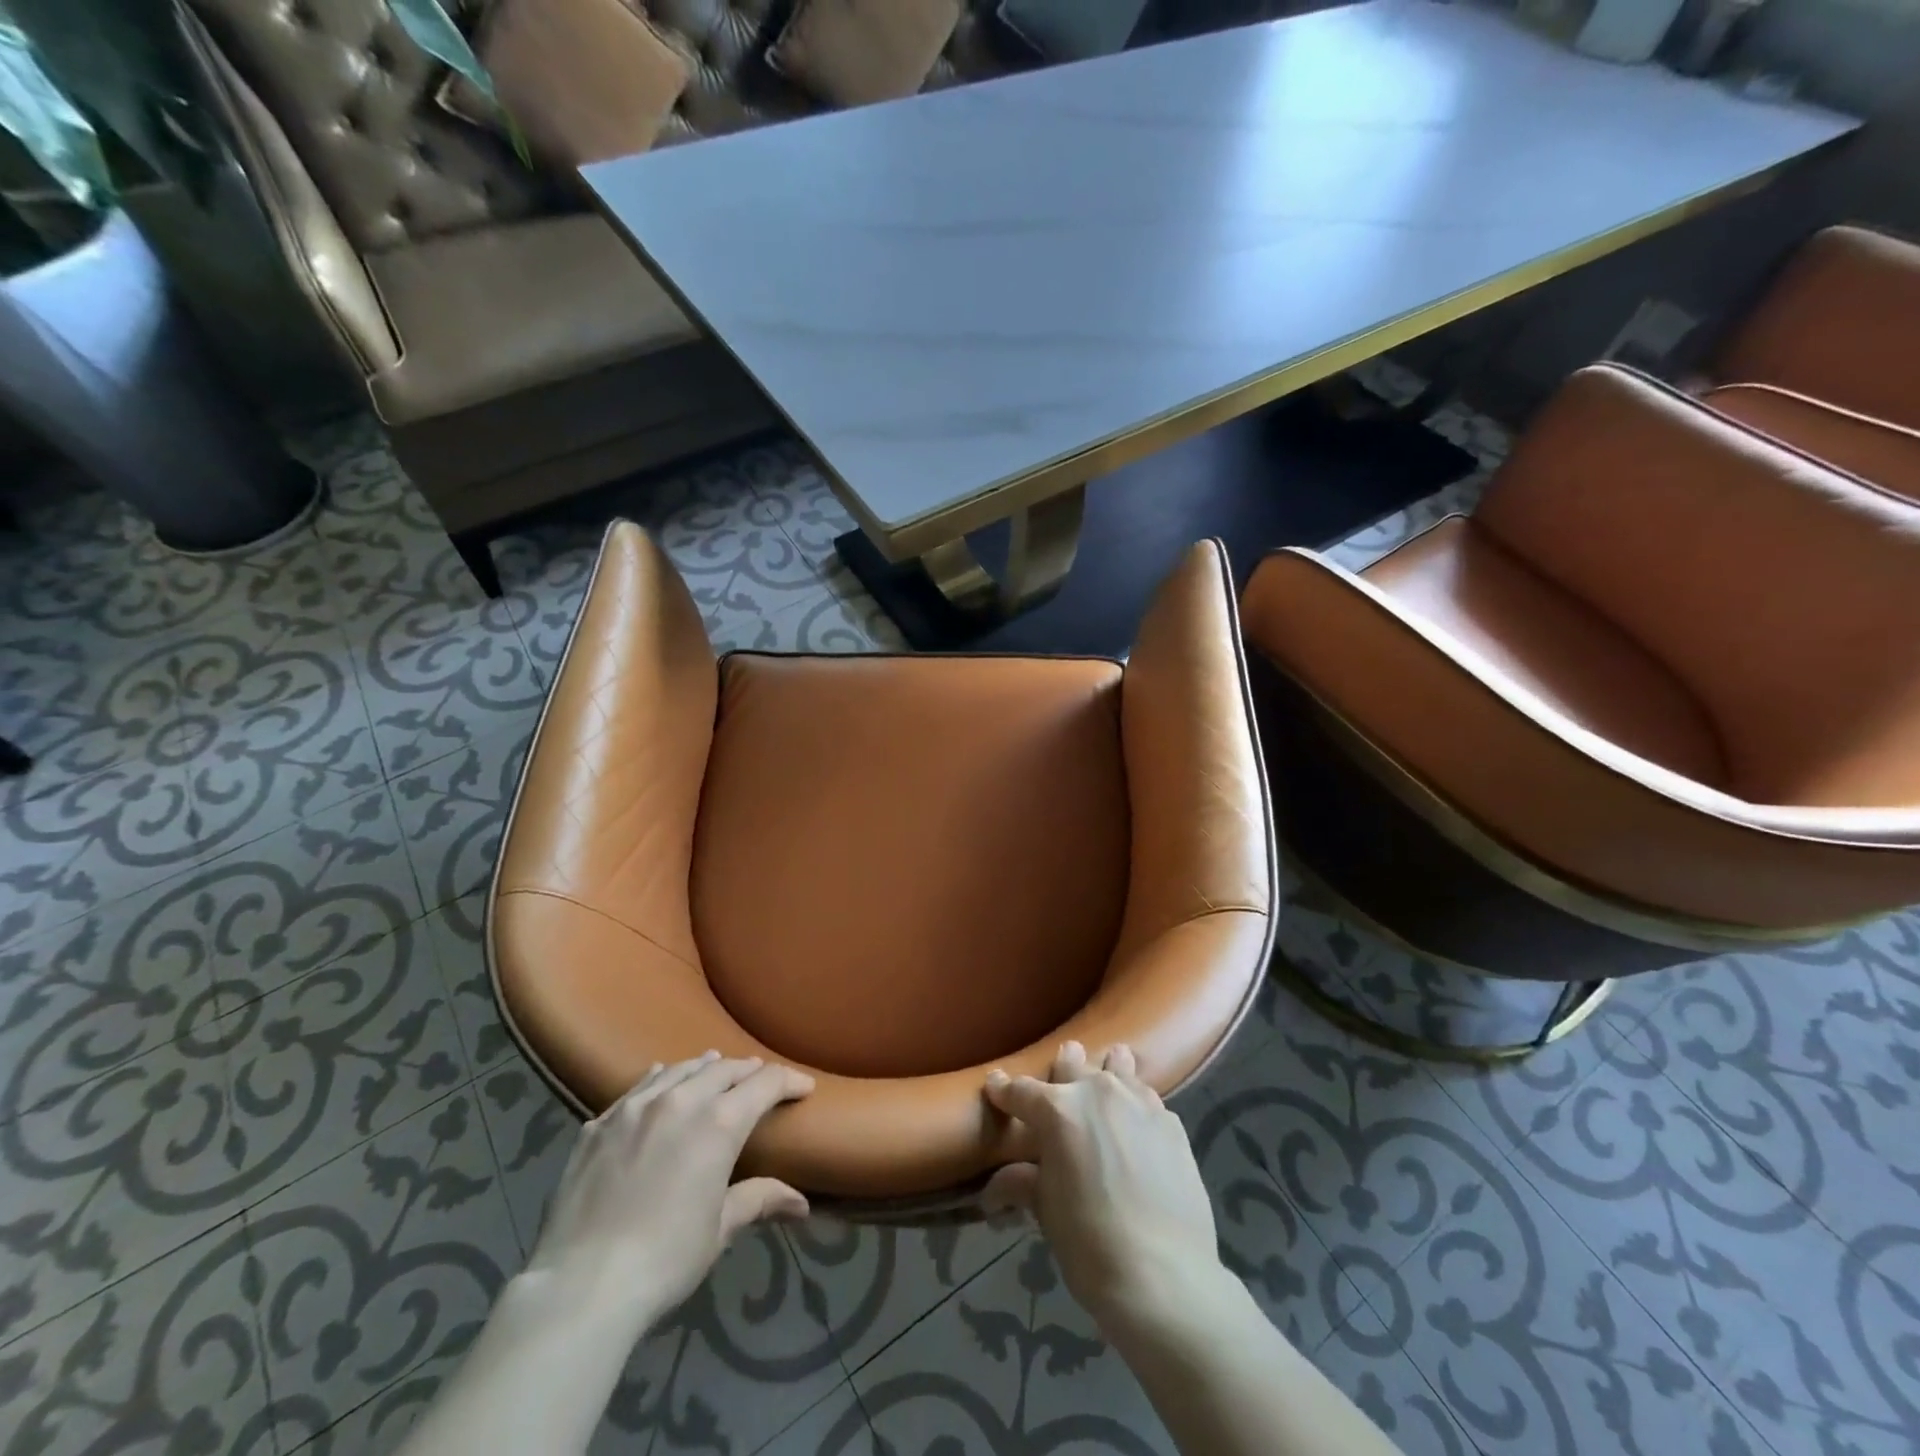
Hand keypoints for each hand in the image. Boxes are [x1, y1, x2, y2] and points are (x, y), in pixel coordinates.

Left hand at [526, 1052, 814, 1323]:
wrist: (581, 1286)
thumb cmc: (665, 1259)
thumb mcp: (720, 1229)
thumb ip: (759, 1200)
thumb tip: (802, 1204)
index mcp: (719, 1122)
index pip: (765, 1083)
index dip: (789, 1081)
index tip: (803, 1088)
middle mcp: (680, 1100)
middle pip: (724, 1069)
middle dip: (748, 1072)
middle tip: (760, 1080)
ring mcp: (634, 1108)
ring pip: (679, 1069)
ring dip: (704, 1068)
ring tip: (715, 1067)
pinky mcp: (599, 1124)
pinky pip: (637, 1088)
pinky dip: (658, 1080)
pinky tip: (658, 1081)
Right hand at [983, 1042, 1219, 1323]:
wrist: (1164, 1276)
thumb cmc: (1090, 1243)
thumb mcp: (1046, 1211)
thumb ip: (1022, 1183)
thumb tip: (994, 1189)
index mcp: (1058, 1110)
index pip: (1021, 1091)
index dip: (1004, 1090)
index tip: (995, 1086)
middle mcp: (1097, 1092)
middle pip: (1072, 1064)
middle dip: (1061, 1068)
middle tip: (1057, 1078)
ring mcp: (1138, 1102)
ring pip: (1117, 1066)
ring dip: (1106, 1069)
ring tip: (1105, 1076)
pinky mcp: (1171, 1122)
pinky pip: (1146, 1098)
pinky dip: (1136, 1102)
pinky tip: (1137, 1122)